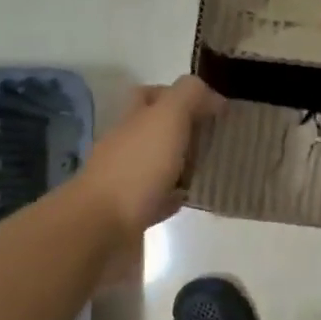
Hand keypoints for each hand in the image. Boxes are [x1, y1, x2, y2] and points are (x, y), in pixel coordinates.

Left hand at [74, 76, 223, 235]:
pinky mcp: (132, 210)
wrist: (102, 224)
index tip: (213, 109)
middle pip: (156, 129)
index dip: (180, 95)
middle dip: (185, 131)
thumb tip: (212, 97)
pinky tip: (194, 196)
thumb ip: (189, 96)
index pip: (152, 95)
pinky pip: (159, 197)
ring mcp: (127, 177)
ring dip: (183, 163)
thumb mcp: (168, 116)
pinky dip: (176, 195)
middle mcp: (127, 144)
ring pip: (159, 163)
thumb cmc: (138, 166)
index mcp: (135, 118)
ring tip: (214, 168)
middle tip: (218, 139)